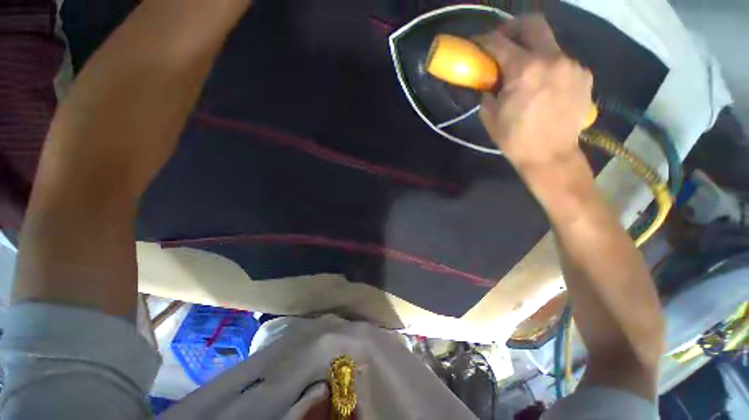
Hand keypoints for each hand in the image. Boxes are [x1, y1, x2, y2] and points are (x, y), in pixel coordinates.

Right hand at [477, 16, 592, 172]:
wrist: (551, 156)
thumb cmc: (515, 139)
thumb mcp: (490, 117)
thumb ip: (487, 92)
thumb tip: (488, 81)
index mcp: (525, 70)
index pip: (500, 42)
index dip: (484, 40)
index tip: (477, 43)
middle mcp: (552, 59)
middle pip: (533, 24)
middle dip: (513, 27)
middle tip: (503, 41)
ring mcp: (572, 65)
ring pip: (549, 44)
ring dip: (533, 52)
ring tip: (525, 73)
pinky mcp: (584, 75)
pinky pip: (562, 61)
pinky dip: (548, 67)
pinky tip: (544, 85)